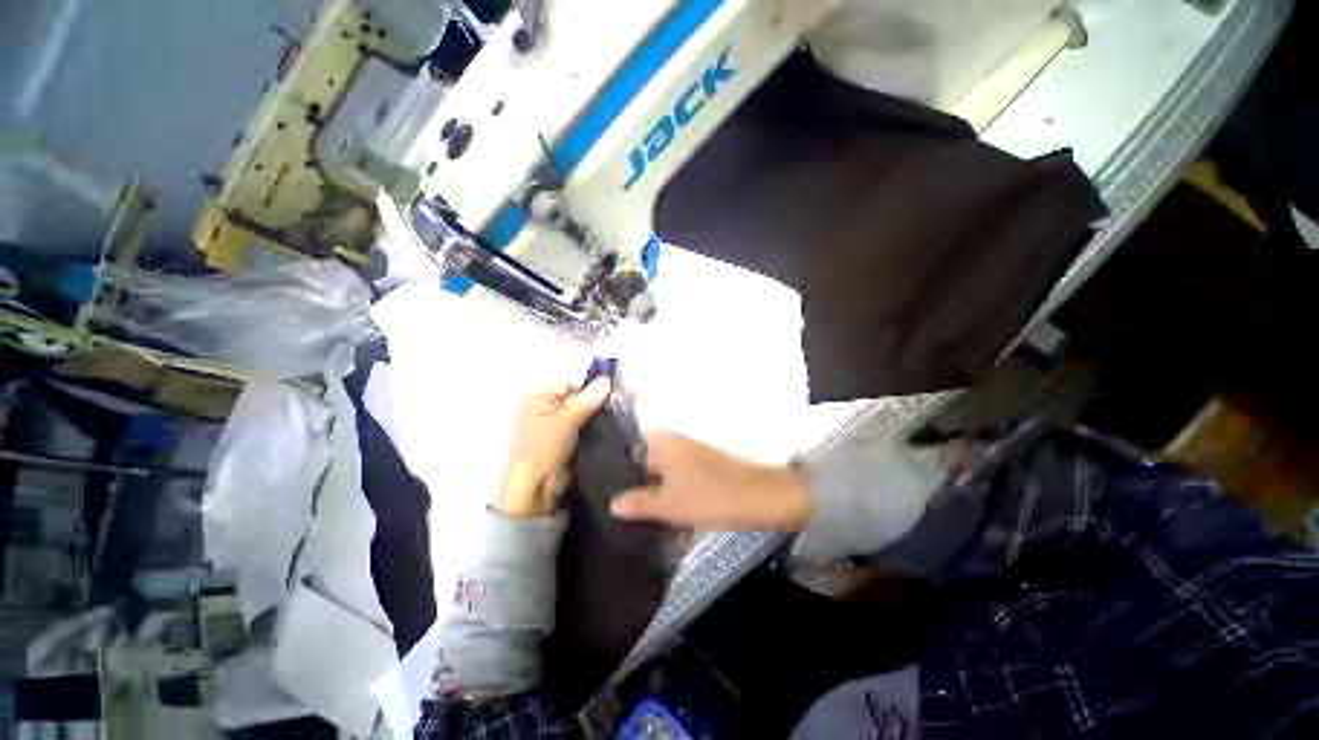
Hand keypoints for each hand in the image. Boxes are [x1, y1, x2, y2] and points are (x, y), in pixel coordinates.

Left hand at [494, 377, 611, 516]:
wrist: (533, 490)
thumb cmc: (542, 450)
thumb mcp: (565, 422)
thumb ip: (587, 401)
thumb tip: (606, 380)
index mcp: (538, 397)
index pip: (570, 383)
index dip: (591, 387)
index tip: (615, 392)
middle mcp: (545, 406)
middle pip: (577, 397)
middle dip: (598, 401)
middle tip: (623, 402)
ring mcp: (556, 423)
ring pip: (583, 412)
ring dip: (599, 414)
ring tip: (622, 413)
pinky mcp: (566, 438)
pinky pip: (583, 426)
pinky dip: (595, 426)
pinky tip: (613, 425)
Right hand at [610, 431, 812, 530]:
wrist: (760, 496)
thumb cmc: (711, 495)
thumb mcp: (670, 504)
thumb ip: (640, 503)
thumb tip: (613, 503)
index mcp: (665, 442)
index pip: (632, 443)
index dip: (619, 461)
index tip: (606, 481)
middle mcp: (676, 442)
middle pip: (647, 458)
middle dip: (635, 478)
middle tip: (619, 501)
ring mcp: (692, 453)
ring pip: (664, 470)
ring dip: (653, 487)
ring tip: (637, 509)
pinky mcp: (705, 466)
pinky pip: (679, 477)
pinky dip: (671, 490)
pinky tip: (664, 510)